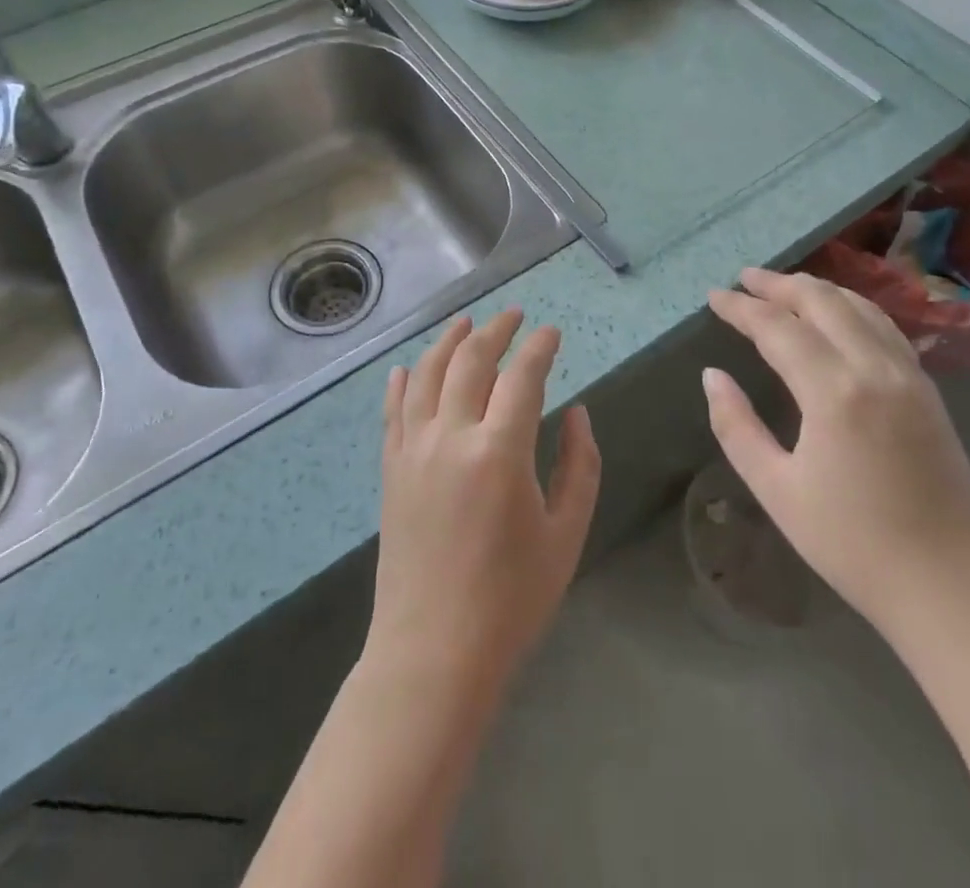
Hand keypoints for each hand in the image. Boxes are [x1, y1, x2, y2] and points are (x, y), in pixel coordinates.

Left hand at [370, 309, 600, 697]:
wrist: (434, 652)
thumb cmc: (512, 599)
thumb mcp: (566, 534)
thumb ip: (579, 465)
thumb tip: (576, 412)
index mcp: (500, 452)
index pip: (522, 376)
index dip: (539, 347)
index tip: (552, 332)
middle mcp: (451, 436)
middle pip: (471, 361)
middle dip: (495, 331)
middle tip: (514, 317)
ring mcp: (413, 450)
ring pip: (426, 374)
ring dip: (448, 342)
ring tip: (465, 322)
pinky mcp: (390, 469)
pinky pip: (393, 410)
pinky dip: (401, 381)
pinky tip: (407, 367)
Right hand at [703, 268, 969, 641]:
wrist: (950, 589)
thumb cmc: (852, 544)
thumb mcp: (776, 490)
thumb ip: (736, 426)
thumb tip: (713, 376)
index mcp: (834, 392)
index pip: (777, 328)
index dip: (741, 308)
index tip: (714, 296)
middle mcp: (875, 369)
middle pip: (822, 301)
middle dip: (779, 285)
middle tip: (745, 279)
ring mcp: (910, 377)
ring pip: (860, 307)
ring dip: (818, 290)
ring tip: (785, 288)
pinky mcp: (929, 392)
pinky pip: (886, 328)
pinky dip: (853, 308)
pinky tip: (839, 317)